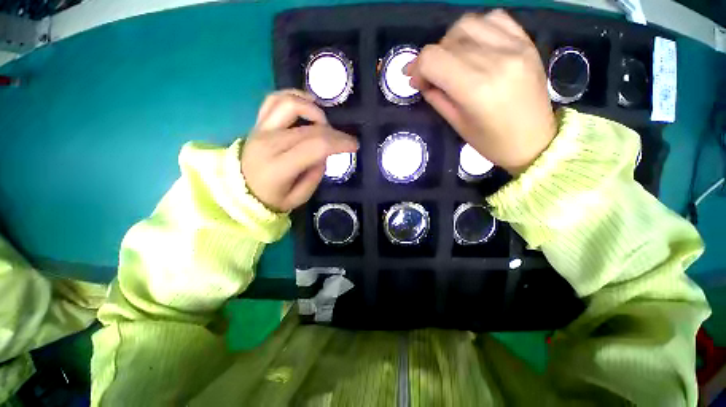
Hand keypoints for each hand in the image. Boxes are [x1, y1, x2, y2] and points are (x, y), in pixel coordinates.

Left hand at [241, 90, 358, 211]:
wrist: (239, 190)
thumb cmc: (271, 198)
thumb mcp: (298, 197)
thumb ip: (315, 175)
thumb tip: (325, 154)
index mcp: (279, 167)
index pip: (315, 146)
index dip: (339, 142)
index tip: (354, 146)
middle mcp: (269, 142)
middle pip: (310, 128)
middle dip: (336, 133)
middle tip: (346, 141)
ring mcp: (261, 128)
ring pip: (291, 104)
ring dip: (315, 111)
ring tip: (325, 124)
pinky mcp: (258, 122)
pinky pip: (275, 99)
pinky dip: (294, 97)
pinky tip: (308, 105)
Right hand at [406, 10, 556, 174]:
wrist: (535, 141)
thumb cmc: (491, 142)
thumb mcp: (457, 124)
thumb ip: (436, 97)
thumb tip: (419, 80)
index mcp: (476, 89)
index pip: (433, 59)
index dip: (417, 67)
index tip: (414, 80)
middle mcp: (496, 60)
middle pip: (448, 41)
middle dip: (430, 58)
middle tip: (429, 75)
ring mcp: (515, 47)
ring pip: (468, 24)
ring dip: (450, 41)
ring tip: (451, 60)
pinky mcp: (526, 42)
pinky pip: (494, 19)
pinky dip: (476, 29)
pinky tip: (473, 46)